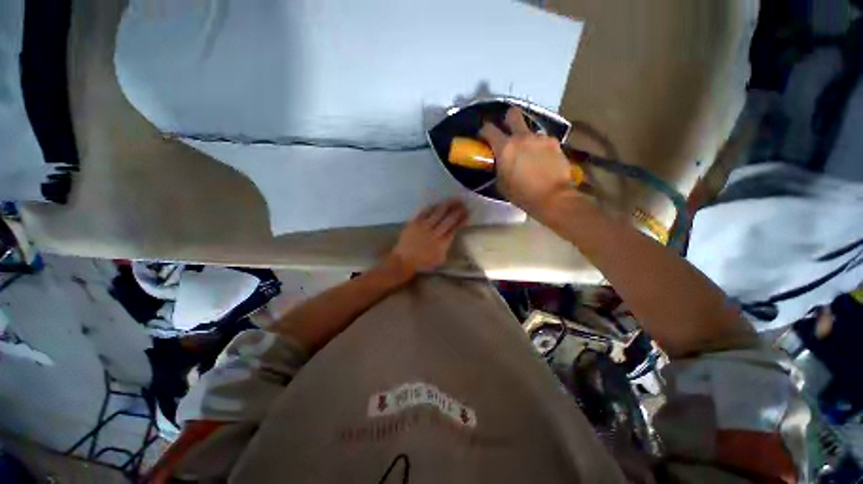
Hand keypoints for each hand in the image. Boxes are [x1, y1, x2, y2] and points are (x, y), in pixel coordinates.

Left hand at [389, 199, 467, 275]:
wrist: (404, 260)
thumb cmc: (423, 262)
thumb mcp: (440, 259)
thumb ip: (447, 247)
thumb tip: (453, 234)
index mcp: (442, 244)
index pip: (454, 228)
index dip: (462, 220)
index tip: (467, 214)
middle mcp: (434, 233)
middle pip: (448, 219)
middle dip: (457, 211)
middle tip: (464, 204)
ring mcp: (424, 227)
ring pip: (438, 212)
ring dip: (447, 205)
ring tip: (454, 199)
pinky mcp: (414, 222)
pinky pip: (425, 212)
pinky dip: (433, 206)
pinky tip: (438, 203)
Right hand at [480, 108, 572, 217]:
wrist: (553, 197)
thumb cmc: (522, 194)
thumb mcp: (502, 184)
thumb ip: (498, 168)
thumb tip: (499, 163)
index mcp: (505, 148)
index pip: (488, 129)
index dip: (484, 131)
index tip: (484, 137)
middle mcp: (522, 137)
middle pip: (512, 114)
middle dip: (508, 118)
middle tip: (508, 130)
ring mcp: (540, 138)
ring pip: (530, 130)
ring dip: (526, 139)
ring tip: (529, 154)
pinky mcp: (554, 143)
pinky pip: (543, 140)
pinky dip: (540, 147)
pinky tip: (543, 160)